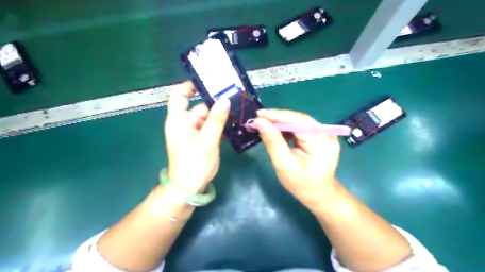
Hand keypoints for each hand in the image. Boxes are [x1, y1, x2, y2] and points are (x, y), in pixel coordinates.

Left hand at [164, 81, 229, 192]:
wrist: (190, 187)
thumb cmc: (194, 163)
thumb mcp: (207, 140)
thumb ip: (216, 120)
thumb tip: (225, 99)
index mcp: (179, 120)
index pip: (179, 96)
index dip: (189, 86)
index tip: (206, 81)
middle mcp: (186, 123)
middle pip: (201, 106)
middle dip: (216, 102)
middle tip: (234, 96)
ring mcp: (195, 131)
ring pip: (209, 117)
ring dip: (221, 114)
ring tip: (239, 107)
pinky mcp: (203, 139)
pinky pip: (212, 127)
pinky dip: (222, 124)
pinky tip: (235, 122)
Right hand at [254, 109, 339, 206]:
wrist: (319, 194)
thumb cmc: (302, 184)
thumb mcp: (284, 165)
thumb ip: (272, 142)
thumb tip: (259, 122)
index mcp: (321, 141)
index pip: (297, 121)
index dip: (276, 116)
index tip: (258, 115)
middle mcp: (326, 133)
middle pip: (299, 119)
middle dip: (277, 118)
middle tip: (258, 118)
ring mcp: (325, 133)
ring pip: (299, 121)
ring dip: (280, 121)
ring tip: (264, 122)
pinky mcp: (320, 135)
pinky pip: (301, 126)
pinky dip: (287, 127)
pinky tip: (275, 129)